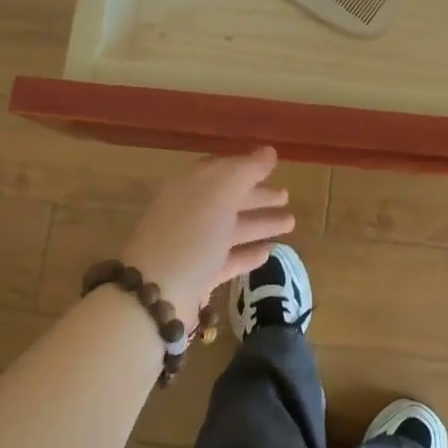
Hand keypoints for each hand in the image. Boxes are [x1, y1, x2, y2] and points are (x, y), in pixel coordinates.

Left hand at [123, 148, 293, 328]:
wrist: (157, 294)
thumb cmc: (191, 233)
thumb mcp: (221, 192)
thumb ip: (247, 170)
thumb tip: (269, 152)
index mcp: (190, 186)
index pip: (221, 170)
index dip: (247, 167)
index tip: (273, 168)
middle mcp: (189, 212)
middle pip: (228, 199)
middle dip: (258, 196)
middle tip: (287, 196)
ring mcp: (192, 246)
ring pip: (231, 229)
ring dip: (259, 224)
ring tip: (290, 222)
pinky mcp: (197, 277)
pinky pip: (227, 259)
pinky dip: (247, 254)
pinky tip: (268, 253)